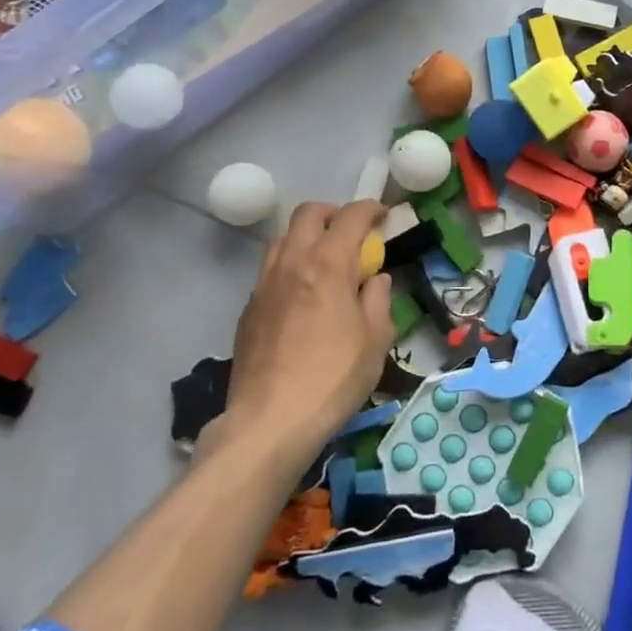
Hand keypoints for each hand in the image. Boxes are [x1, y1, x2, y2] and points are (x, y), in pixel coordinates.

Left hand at [214, 199, 392, 463]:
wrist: (271, 421)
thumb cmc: (334, 377)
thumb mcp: (376, 338)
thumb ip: (378, 298)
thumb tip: (375, 279)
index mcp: (328, 264)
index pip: (350, 217)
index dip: (370, 209)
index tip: (383, 217)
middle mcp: (292, 263)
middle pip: (308, 214)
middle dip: (333, 214)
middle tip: (352, 234)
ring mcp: (264, 285)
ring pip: (282, 238)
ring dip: (307, 237)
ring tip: (325, 262)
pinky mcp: (248, 309)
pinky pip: (270, 269)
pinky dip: (290, 266)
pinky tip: (303, 296)